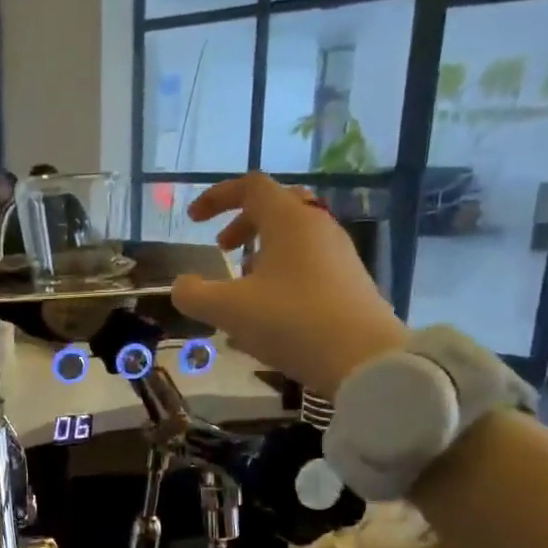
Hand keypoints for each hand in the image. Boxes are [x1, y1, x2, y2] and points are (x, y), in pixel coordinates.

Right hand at [170, 173, 406, 396]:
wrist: (364, 360)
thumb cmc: (291, 322)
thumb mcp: (227, 310)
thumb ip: (194, 294)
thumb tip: (182, 286)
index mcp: (289, 220)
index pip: (251, 187)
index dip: (217, 197)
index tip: (194, 219)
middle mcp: (318, 227)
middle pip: (276, 207)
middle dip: (243, 223)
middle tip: (222, 249)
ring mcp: (339, 255)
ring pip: (294, 237)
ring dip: (262, 252)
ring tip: (243, 286)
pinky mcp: (351, 283)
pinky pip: (308, 263)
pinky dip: (281, 273)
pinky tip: (269, 312)